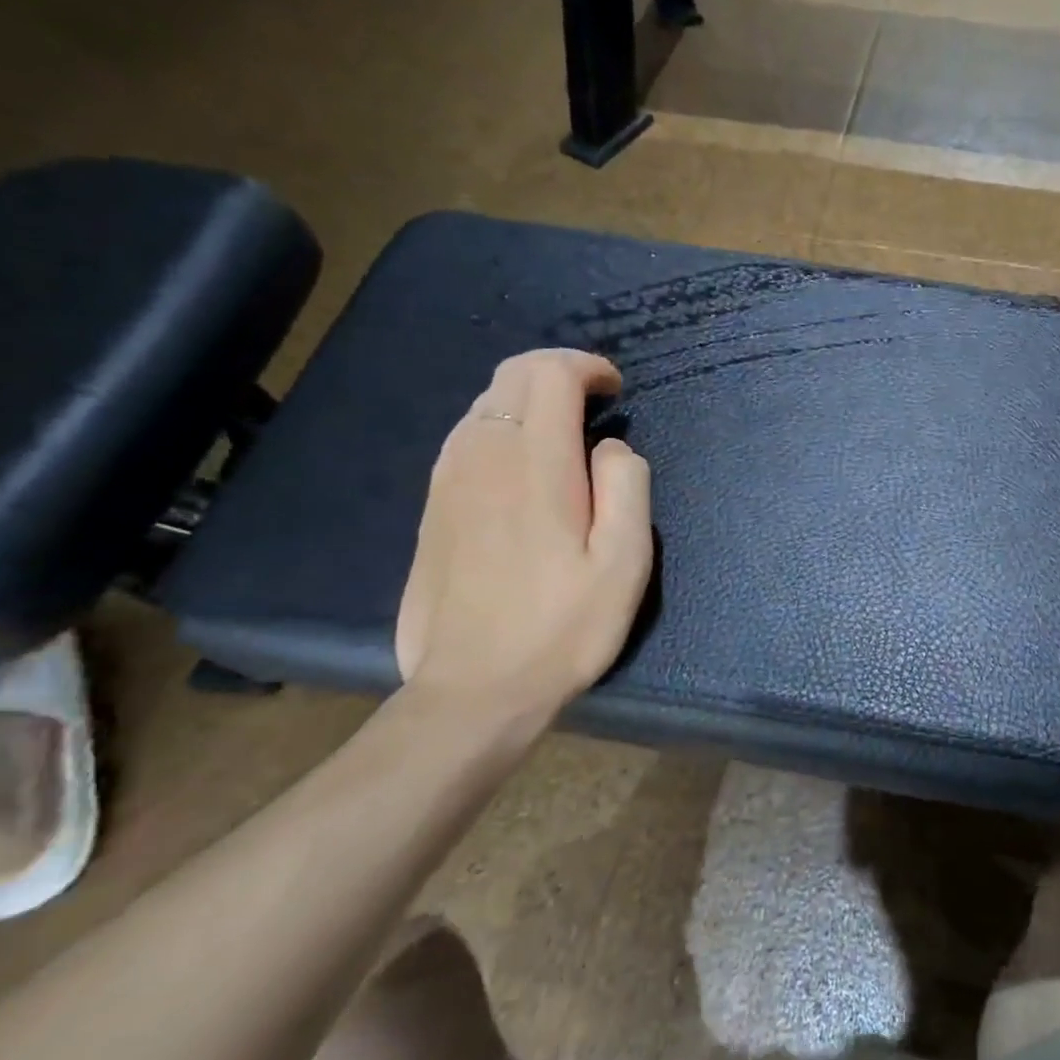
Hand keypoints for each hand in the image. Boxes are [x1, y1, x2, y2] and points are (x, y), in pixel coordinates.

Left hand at [395, 350, 652, 734]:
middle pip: (511, 376)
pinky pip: (466, 438)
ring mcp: (448, 481)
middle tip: (595, 403)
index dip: (586, 367)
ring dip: (527, 400)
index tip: (615, 391)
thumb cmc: (563, 627)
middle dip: (557, 372)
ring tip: (565, 433)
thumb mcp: (625, 561)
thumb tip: (611, 448)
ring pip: (484, 404)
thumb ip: (627, 485)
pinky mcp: (432, 508)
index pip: (548, 373)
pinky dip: (501, 427)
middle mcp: (482, 456)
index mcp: (535, 463)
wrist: (474, 691)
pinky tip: (524, 466)